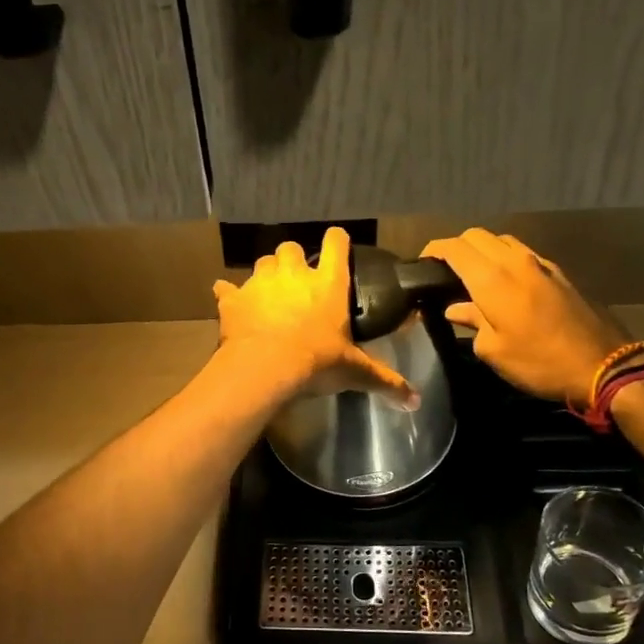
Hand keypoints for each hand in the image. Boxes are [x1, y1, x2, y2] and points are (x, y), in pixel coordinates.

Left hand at [213, 226, 418, 408]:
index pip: (336, 244)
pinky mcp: (233, 298)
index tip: (337, 245)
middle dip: (293, 259)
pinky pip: (227, 288)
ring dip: (266, 274)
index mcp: (328, 284)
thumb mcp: (354, 372)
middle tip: (297, 281)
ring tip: (269, 293)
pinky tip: (231, 303)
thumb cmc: (316, 362)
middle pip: (291, 247)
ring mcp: (260, 283)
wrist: (264, 368)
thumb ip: (385, 381)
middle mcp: (293, 274)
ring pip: (262, 263)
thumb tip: (416, 402)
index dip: (337, 241)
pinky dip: (230, 294)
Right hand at [420, 228, 632, 405]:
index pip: (455, 248)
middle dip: (457, 247)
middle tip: (445, 271)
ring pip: (502, 240)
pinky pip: (522, 253)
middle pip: (478, 235)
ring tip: (474, 276)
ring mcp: (541, 264)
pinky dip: (505, 259)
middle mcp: (515, 261)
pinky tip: (504, 284)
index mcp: (492, 279)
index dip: (434, 251)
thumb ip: (472, 322)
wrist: (604, 366)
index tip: (422, 264)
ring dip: (483, 250)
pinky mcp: (559, 273)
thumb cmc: (539, 361)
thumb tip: (456, 309)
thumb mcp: (494, 350)